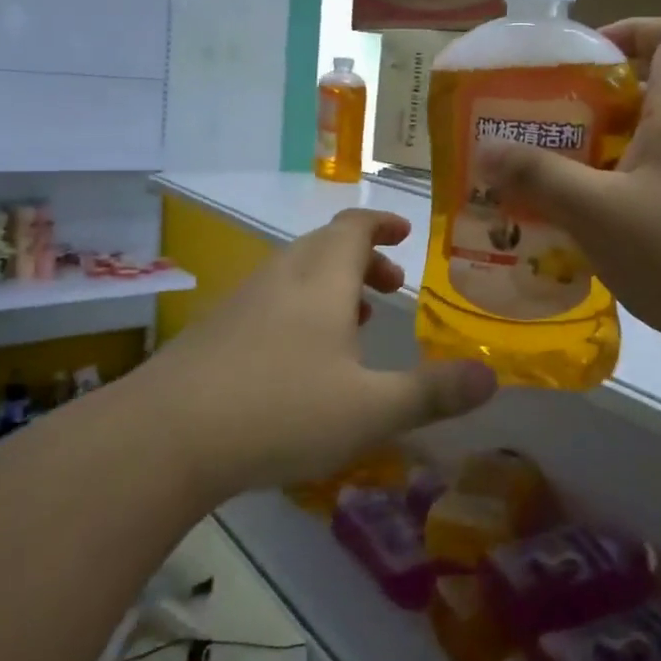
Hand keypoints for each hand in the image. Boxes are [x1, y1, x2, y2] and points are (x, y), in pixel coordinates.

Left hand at [139, 209, 497, 499]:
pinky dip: (300, 309)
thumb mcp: (371, 410)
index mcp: (321, 279)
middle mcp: (282, 277)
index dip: (382, 224)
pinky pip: (271, 301)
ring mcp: (243, 300)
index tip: (405, 234)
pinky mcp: (216, 330)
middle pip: (324, 245)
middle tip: (392, 288)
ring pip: (295, 274)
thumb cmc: (281, 409)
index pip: (354, 227)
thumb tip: (492, 377)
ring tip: (356, 322)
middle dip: (363, 258)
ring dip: (331, 285)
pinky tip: (302, 359)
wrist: (168, 435)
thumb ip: (433, 393)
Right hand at [476, 18, 660, 373]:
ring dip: (591, 164)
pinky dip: (608, 206)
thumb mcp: (598, 210)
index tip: (581, 58)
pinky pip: (645, 200)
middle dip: (586, 110)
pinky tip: (569, 234)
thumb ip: (539, 177)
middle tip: (534, 129)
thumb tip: (484, 151)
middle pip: (644, 100)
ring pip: (640, 156)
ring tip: (537, 184)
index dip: (630, 31)